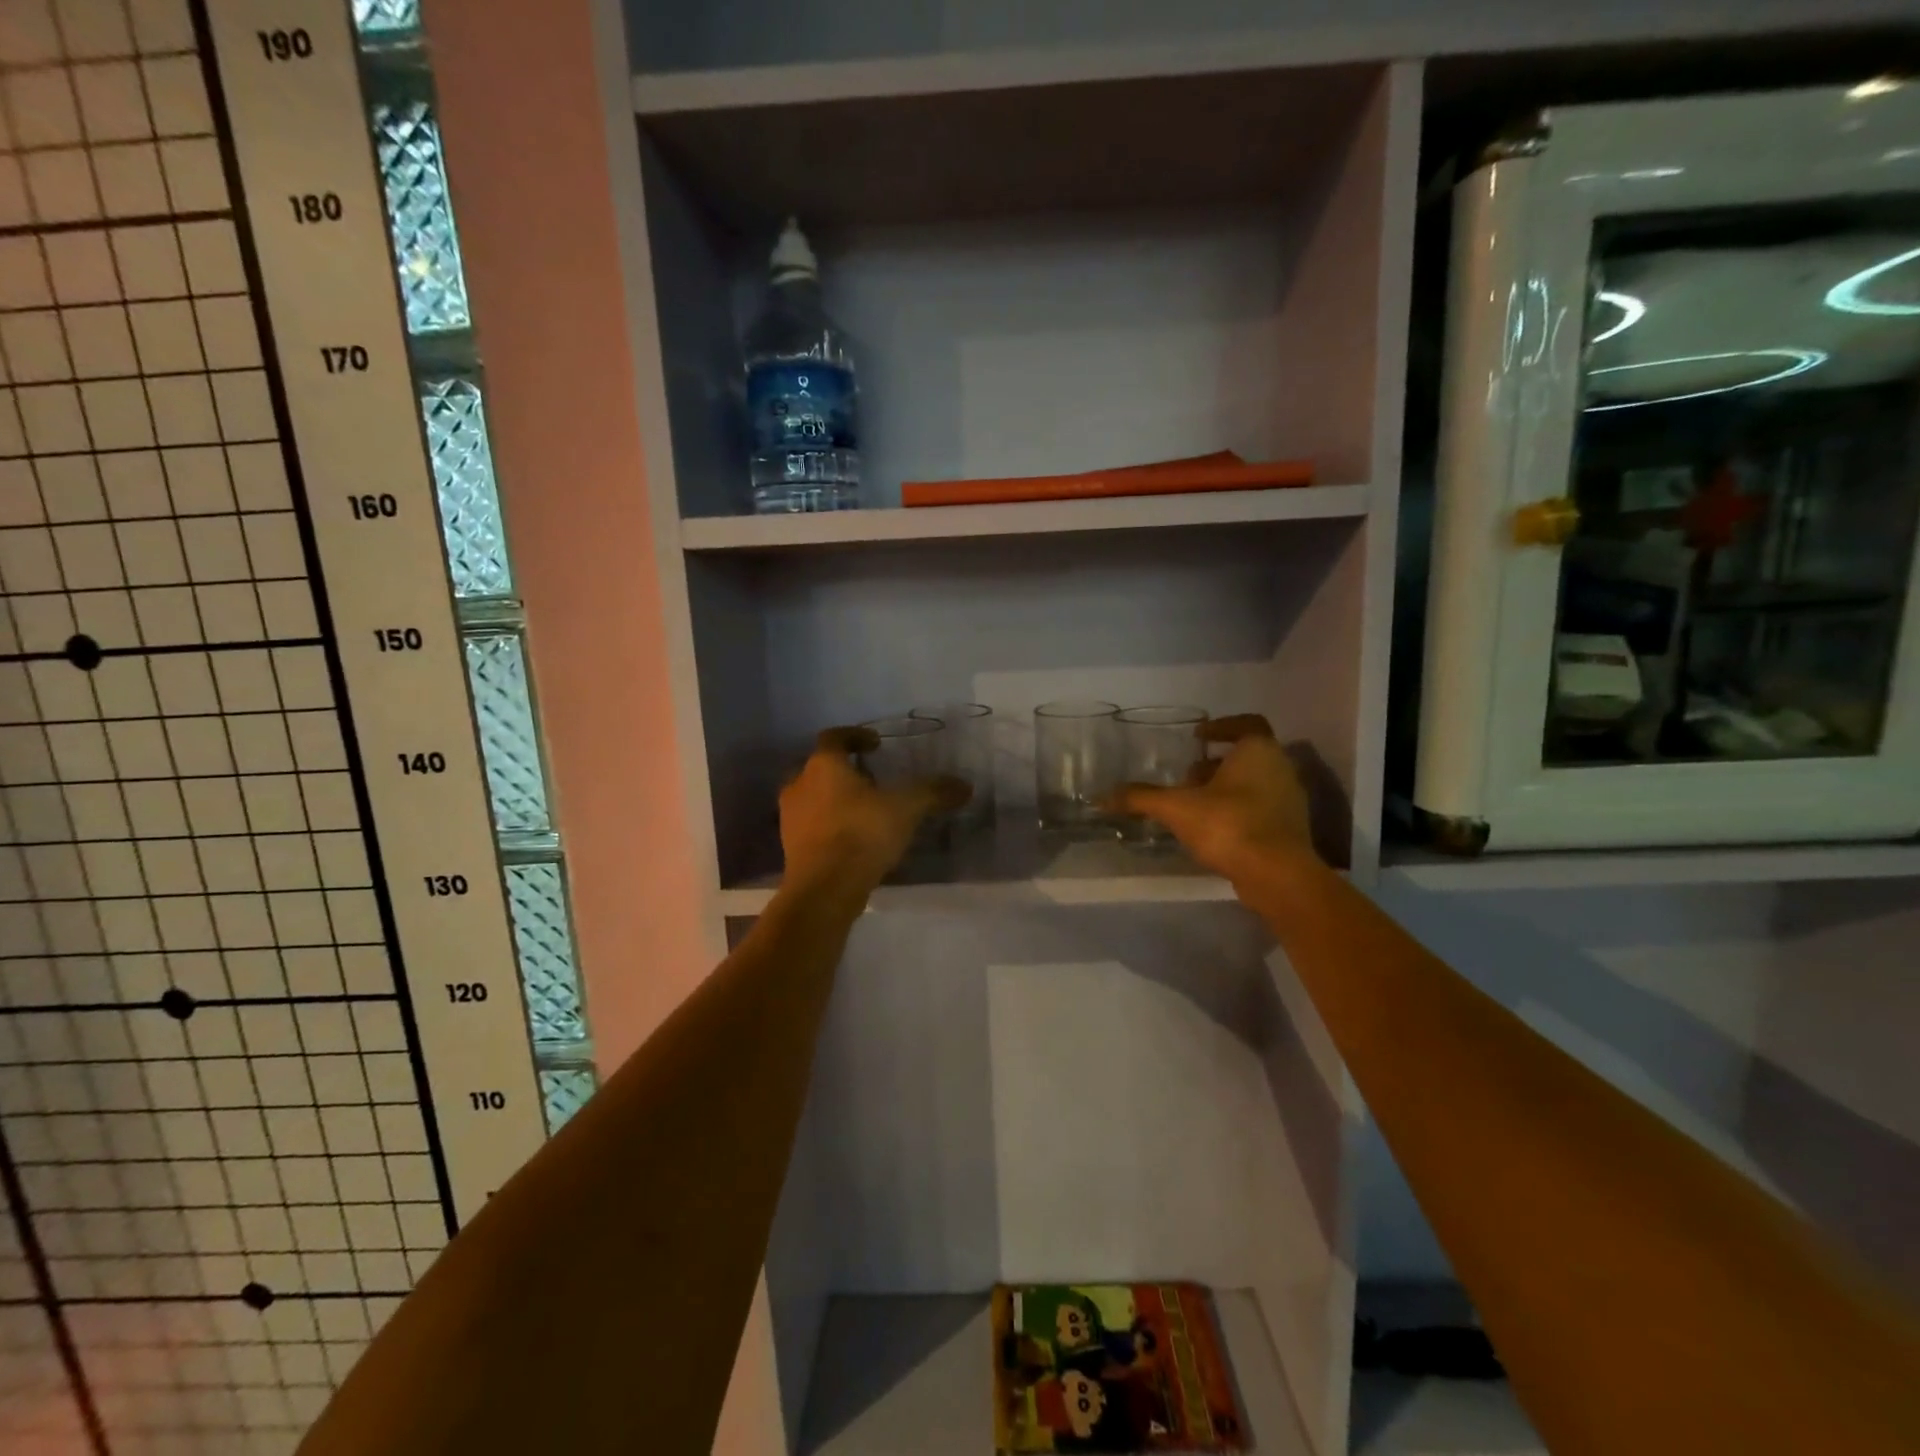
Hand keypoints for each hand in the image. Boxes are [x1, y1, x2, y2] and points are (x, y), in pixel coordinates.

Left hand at [779, 728, 967, 892]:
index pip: (834, 737)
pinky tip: (854, 839)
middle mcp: (799, 784)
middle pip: (820, 767)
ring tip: (865, 811)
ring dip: (835, 799)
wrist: (824, 889)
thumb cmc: (861, 834)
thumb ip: (933, 792)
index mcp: (824, 765)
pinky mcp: (791, 847)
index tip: (876, 744)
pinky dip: (830, 826)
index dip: (856, 736)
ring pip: (813, 797)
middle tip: (871, 779)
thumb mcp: (906, 809)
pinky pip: (812, 826)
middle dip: (844, 771)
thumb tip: (965, 786)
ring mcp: (790, 817)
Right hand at [1113, 714, 1318, 885]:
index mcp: (1259, 750)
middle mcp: (1281, 768)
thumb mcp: (1176, 808)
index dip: (1221, 727)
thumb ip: (1141, 798)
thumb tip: (1101, 797)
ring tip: (1194, 804)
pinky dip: (1239, 811)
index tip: (1198, 736)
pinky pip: (1262, 809)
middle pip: (1248, 755)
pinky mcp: (1291, 829)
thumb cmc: (1229, 825)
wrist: (1277, 875)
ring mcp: (1290, 800)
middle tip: (1187, 776)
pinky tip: (1213, 830)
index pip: (1246, 723)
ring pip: (1256, 783)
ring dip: (1227, 788)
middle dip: (1216, 763)